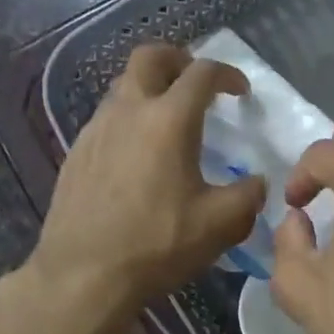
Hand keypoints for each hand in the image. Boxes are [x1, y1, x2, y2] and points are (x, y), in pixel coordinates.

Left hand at [27, 43, 265, 317]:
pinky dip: (130, 120)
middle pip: (149, 58)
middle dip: (178, 59)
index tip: (240, 91)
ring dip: (151, 90)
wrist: (84, 274)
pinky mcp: (76, 154)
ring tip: (170, 121)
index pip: (201, 74)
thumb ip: (248, 196)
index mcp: (169, 121)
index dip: (226, 74)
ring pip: (123, 87)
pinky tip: (140, 156)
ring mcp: (95, 130)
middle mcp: (128, 112)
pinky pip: (107, 119)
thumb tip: (257, 183)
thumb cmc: (158, 244)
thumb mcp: (221, 225)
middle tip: (197, 81)